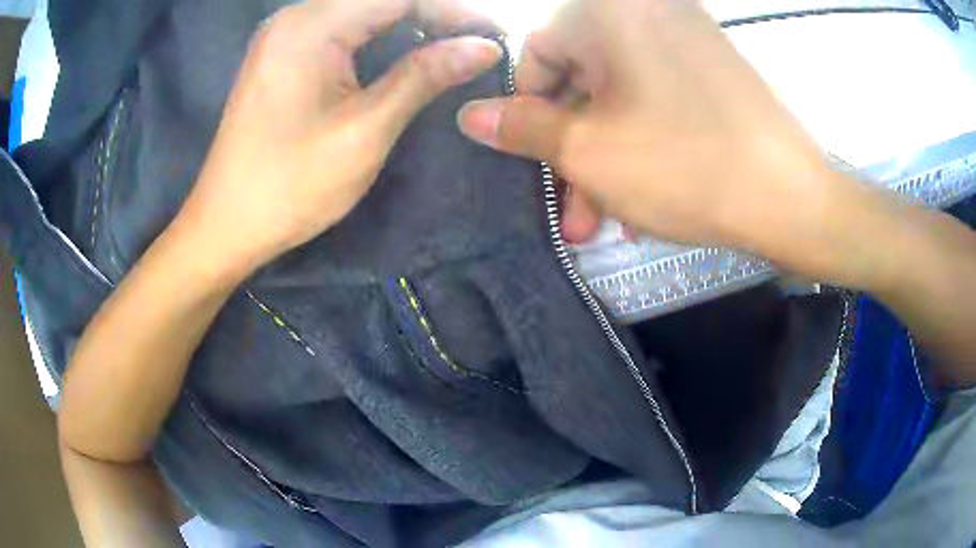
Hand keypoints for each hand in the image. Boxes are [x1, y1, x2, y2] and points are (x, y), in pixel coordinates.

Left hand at [176, 0, 501, 276]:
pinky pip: (342, 29)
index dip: (452, 10)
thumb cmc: (290, 185)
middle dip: (433, 15)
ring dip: (409, 24)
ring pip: (363, 11)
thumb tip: (484, 47)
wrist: (225, 224)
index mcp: (310, 26)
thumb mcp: (365, 130)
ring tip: (450, 50)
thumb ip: (424, 76)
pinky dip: (379, 37)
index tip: (492, 35)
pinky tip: (404, 54)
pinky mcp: (282, 54)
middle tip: (475, 45)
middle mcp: (295, 17)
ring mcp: (285, 34)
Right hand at [457, 0, 859, 278]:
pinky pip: (657, 97)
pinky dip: (642, 140)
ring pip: (621, 94)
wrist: (793, 197)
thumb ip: (521, 127)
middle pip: (583, 77)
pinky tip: (641, 196)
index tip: (532, 160)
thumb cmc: (686, 166)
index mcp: (608, 11)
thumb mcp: (588, 151)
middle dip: (572, 147)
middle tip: (570, 210)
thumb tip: (471, 115)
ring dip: (605, 155)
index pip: (537, 53)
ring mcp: (686, 36)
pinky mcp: (712, 66)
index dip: (528, 111)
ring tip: (601, 220)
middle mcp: (645, 9)